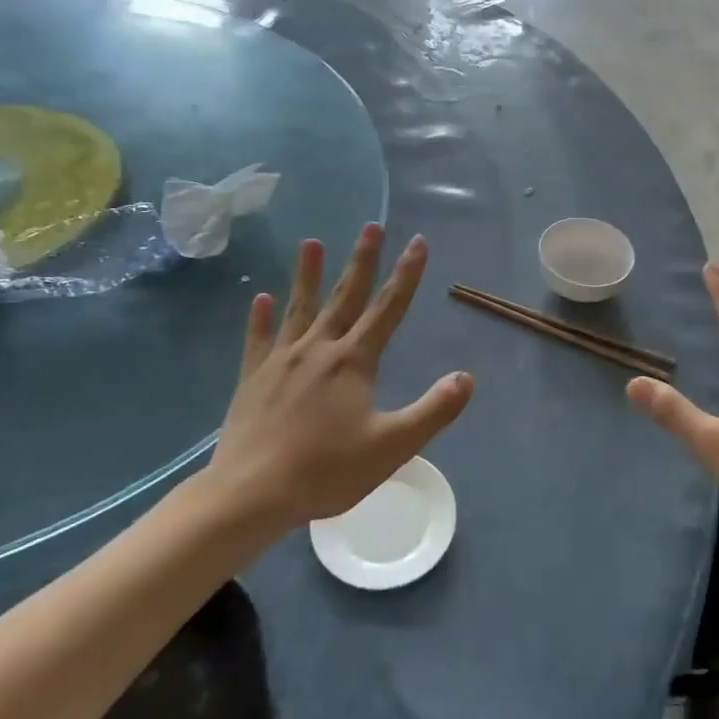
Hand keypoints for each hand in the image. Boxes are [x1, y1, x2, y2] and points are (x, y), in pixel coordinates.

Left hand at [195, 225, 473, 531]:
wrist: (251, 493)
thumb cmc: (327, 470)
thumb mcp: (393, 446)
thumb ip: (433, 410)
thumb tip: (466, 377)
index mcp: (354, 361)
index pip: (388, 308)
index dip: (407, 274)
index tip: (417, 241)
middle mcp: (319, 349)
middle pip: (346, 296)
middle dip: (362, 260)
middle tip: (371, 225)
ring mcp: (281, 361)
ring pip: (299, 308)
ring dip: (308, 275)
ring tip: (311, 243)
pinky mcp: (253, 378)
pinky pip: (258, 340)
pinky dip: (259, 318)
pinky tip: (258, 298)